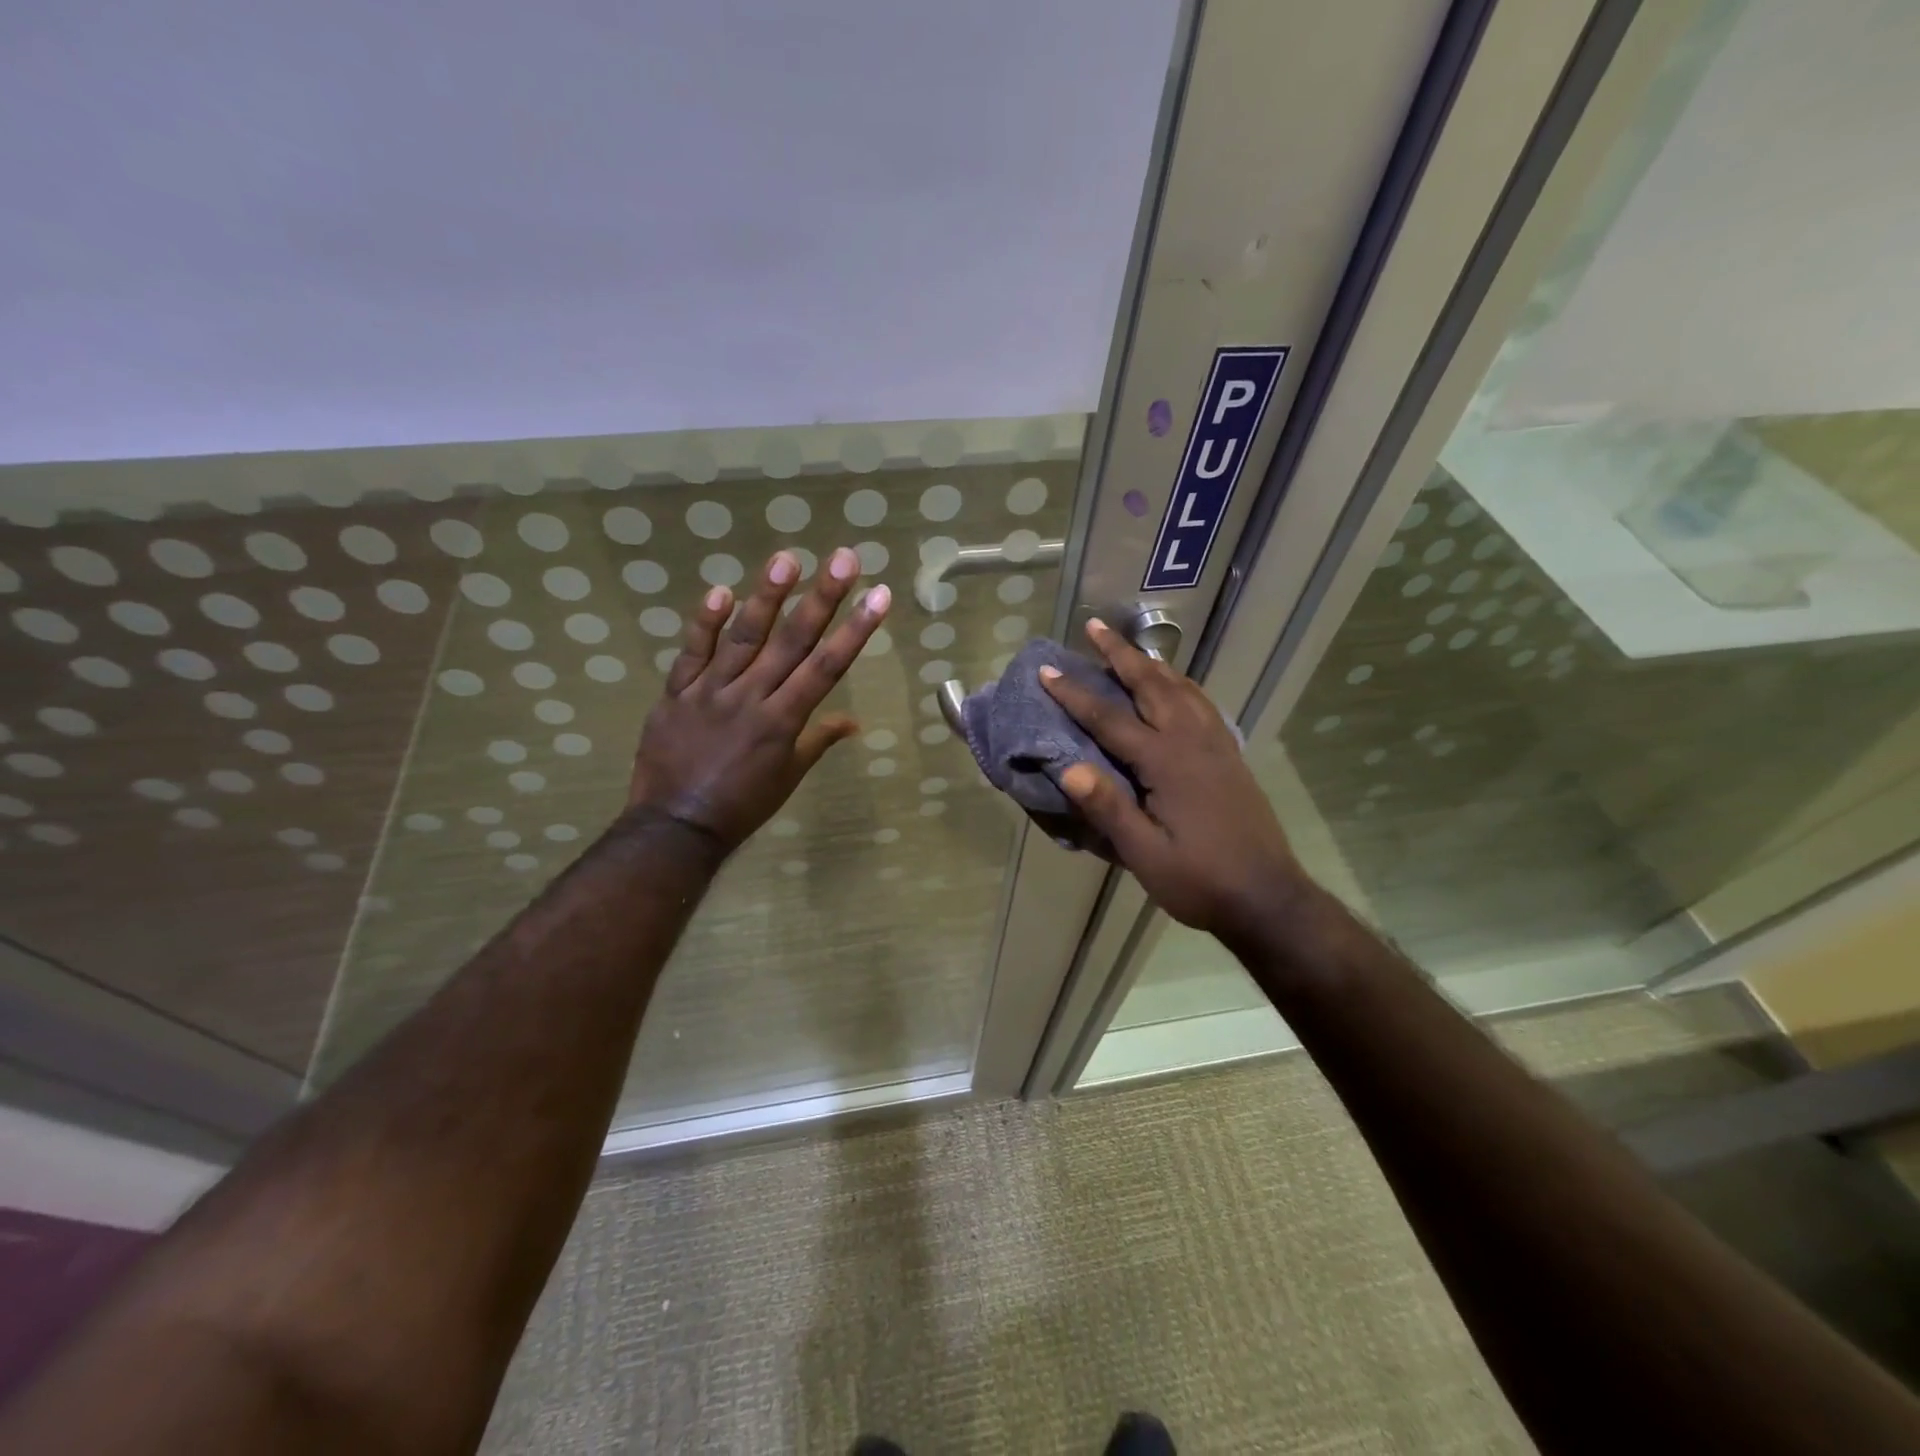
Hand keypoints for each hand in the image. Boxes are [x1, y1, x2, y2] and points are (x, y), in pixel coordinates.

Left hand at [629, 547, 889, 849]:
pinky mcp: (676, 693)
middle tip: (844, 558)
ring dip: (766, 596)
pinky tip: (720, 591)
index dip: (855, 630)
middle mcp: (751, 697)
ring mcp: (710, 692)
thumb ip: (818, 741)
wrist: (675, 826)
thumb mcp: (788, 777)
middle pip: (792, 641)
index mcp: (783, 721)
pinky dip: (704, 623)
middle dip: (822, 598)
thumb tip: (853, 722)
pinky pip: (691, 653)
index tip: (878, 596)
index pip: (826, 667)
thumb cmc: (742, 806)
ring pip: (742, 637)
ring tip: (787, 559)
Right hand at [1038, 619, 1303, 949]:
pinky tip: (1175, 687)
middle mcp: (1192, 741)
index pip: (1110, 719)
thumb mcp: (1145, 854)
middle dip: (1120, 654)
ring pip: (1181, 688)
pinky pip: (1201, 703)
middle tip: (1095, 627)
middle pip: (1152, 684)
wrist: (1267, 896)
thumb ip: (1109, 809)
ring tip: (1131, 649)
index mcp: (1166, 763)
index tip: (1047, 671)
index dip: (1075, 694)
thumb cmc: (1200, 880)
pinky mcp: (1230, 754)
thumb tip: (1066, 767)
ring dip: (1153, 663)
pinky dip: (1181, 684)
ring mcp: (1216, 744)